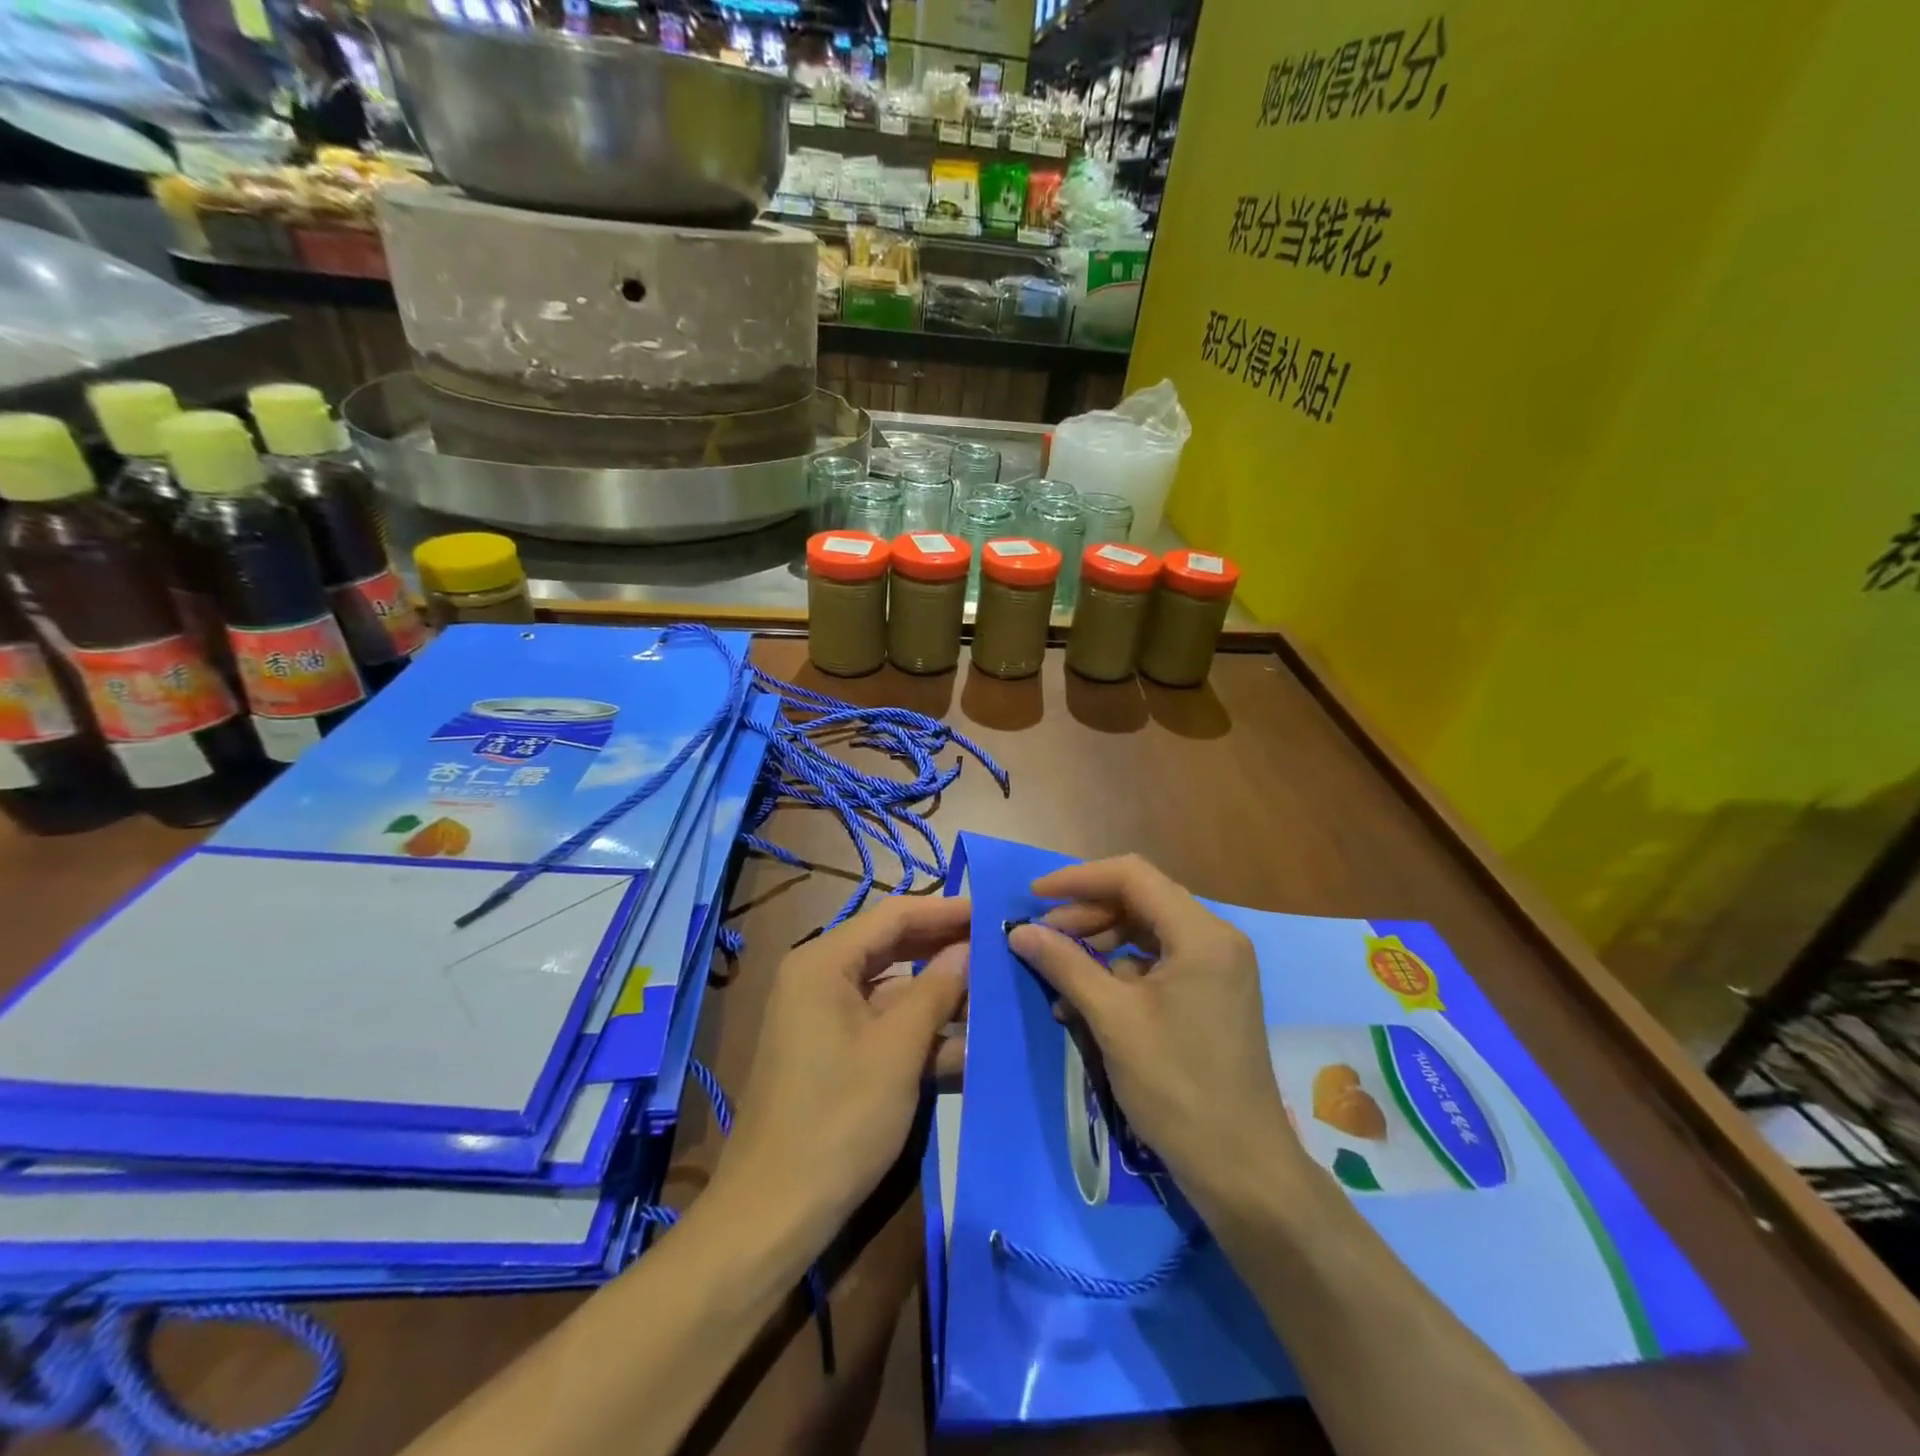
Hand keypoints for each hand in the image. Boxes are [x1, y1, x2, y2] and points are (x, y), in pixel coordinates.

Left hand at [715, 896, 969, 1247]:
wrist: (775, 1211)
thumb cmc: (839, 1119)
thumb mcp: (897, 1050)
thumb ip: (937, 990)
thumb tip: (969, 947)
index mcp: (824, 962)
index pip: (894, 915)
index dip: (946, 910)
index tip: (993, 911)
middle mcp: (820, 977)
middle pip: (894, 948)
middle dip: (947, 950)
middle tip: (1000, 946)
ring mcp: (825, 1016)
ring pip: (894, 990)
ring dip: (940, 996)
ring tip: (997, 995)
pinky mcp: (834, 1051)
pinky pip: (883, 1025)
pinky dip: (920, 1031)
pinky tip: (969, 1046)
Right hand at [1007, 857, 1303, 1207]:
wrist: (1241, 1168)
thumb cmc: (1177, 1087)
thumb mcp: (1112, 1020)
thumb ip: (1065, 964)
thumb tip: (1018, 930)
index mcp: (1201, 934)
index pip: (1132, 876)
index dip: (1078, 879)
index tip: (1034, 896)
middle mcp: (1215, 939)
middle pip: (1140, 900)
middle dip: (1086, 913)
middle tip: (1041, 937)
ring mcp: (1216, 968)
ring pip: (1145, 931)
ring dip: (1098, 943)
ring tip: (1057, 970)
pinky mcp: (1210, 994)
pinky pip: (1156, 962)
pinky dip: (1119, 971)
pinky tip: (1084, 999)